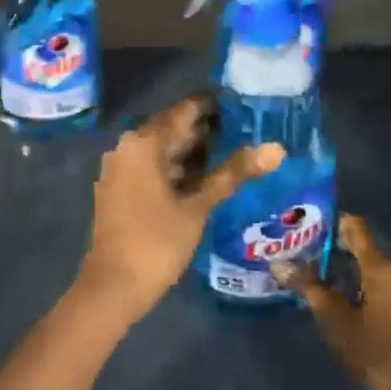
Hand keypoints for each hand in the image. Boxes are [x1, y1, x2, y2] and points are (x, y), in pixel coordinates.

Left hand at [79, 93, 283, 323]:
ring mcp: (119, 168)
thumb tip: (277, 148)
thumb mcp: (199, 206)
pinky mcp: (119, 188)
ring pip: (161, 149)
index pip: (184, 111)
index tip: (242, 103)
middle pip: (171, 128)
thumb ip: (233, 173)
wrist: (113, 286)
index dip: (213, 106)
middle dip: (205, 129)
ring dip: (191, 150)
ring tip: (230, 152)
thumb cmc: (157, 242)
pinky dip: (175, 168)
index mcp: (143, 143)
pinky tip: (202, 178)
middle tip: (244, 130)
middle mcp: (126, 147)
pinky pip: (150, 166)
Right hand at [281, 215, 390, 389]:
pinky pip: (379, 287)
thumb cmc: (375, 354)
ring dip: (342, 270)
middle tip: (297, 252)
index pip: (355, 228)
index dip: (329, 222)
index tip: (301, 224)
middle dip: (330, 248)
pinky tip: (336, 300)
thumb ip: (309, 288)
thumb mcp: (335, 320)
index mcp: (381, 268)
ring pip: (369, 269)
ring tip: (310, 275)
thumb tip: (279, 263)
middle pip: (361, 248)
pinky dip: (356, 286)